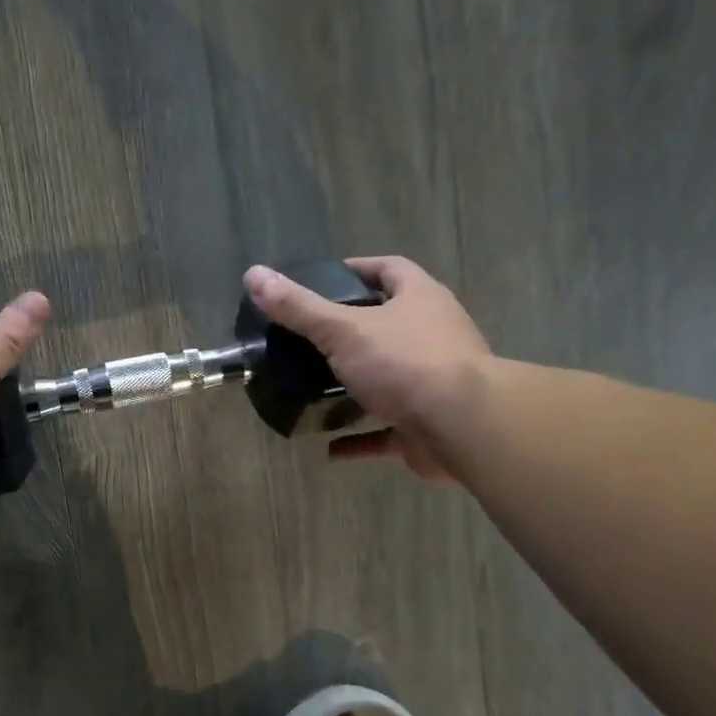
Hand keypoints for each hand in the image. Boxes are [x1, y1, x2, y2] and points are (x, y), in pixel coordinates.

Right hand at [241, 257, 489, 480]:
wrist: (462, 425)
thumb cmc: (405, 363)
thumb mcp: (343, 329)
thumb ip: (298, 307)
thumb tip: (253, 274)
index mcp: (420, 301)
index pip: (392, 270)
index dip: (361, 268)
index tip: (327, 278)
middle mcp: (434, 335)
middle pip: (393, 323)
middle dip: (355, 330)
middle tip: (312, 337)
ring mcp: (435, 383)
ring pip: (391, 378)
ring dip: (358, 386)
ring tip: (317, 390)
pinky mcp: (429, 426)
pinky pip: (387, 431)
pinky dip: (360, 438)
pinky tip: (330, 447)